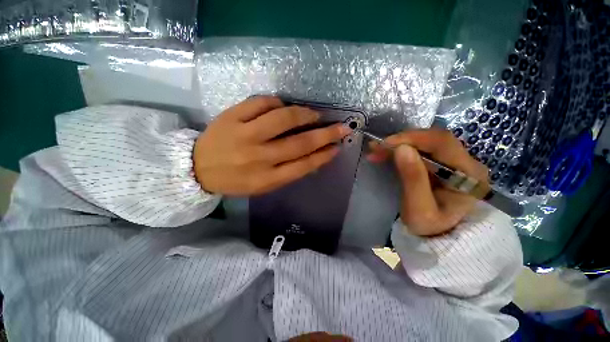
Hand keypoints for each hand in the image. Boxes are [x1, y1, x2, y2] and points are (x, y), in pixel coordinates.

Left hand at [194, 96, 350, 195]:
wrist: (197, 168)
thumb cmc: (235, 180)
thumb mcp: (263, 185)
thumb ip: (288, 172)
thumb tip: (313, 156)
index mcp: (267, 179)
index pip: (303, 165)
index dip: (323, 155)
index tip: (337, 147)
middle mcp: (259, 158)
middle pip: (299, 143)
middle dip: (325, 134)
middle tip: (341, 127)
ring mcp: (244, 135)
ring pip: (283, 119)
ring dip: (304, 114)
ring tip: (314, 114)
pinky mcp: (232, 117)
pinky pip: (261, 103)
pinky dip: (278, 102)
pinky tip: (283, 106)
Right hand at [367, 129, 488, 235]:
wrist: (441, 237)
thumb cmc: (432, 228)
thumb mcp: (419, 209)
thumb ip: (413, 179)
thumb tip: (402, 149)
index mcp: (468, 173)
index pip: (442, 142)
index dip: (412, 138)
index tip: (386, 144)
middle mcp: (466, 162)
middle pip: (432, 139)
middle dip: (402, 141)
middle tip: (376, 147)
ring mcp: (454, 162)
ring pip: (424, 143)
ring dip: (398, 145)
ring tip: (376, 150)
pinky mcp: (442, 164)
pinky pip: (420, 151)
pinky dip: (400, 151)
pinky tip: (385, 155)